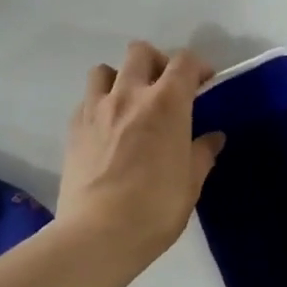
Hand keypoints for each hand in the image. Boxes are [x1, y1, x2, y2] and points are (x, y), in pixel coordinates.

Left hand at [56, 42, 224, 264]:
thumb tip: (212, 138)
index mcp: (167, 103)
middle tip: (167, 89)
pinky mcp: (73, 128)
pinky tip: (108, 128)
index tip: (204, 85)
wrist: (98, 234)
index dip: (198, 67)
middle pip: (140, 52)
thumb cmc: (156, 208)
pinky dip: (100, 103)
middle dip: (158, 62)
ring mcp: (96, 109)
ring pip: (105, 69)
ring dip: (121, 77)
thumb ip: (202, 153)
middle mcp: (130, 95)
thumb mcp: (191, 182)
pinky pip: (87, 99)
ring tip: (131, 102)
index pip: (184, 62)